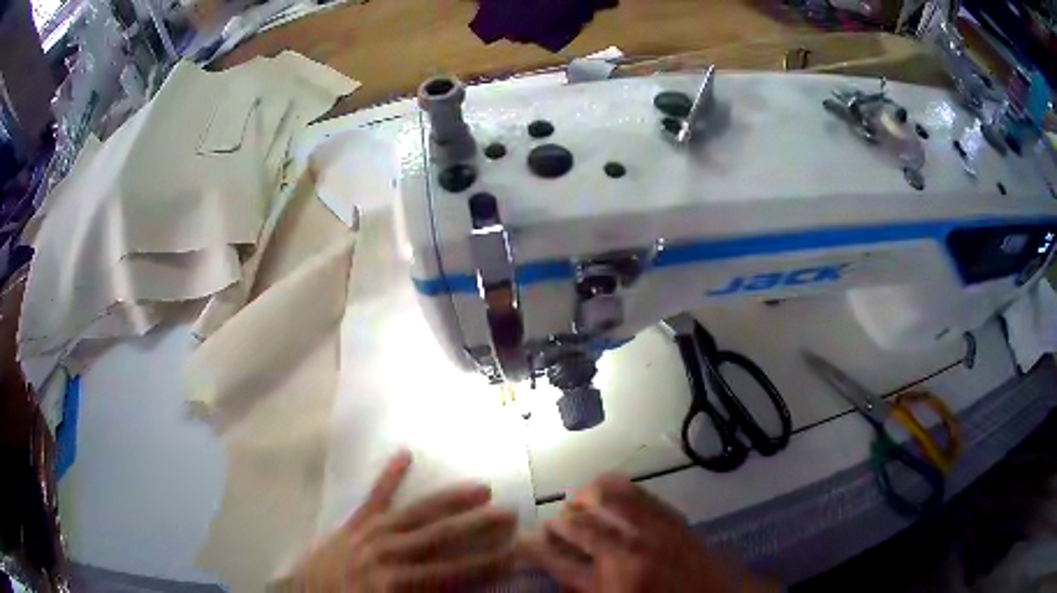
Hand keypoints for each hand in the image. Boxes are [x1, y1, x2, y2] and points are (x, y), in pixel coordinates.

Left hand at [290, 450, 518, 590]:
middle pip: (440, 537)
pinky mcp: (353, 523)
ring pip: (415, 514)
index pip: (454, 572)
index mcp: (398, 582)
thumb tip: (463, 592)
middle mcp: (387, 553)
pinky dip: (388, 475)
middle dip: (477, 526)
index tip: (516, 552)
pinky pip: (373, 497)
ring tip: (480, 488)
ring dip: (449, 501)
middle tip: (510, 514)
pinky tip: (405, 454)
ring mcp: (368, 534)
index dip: (488, 563)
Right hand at [522, 475, 777, 592]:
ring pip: (611, 498)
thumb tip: (563, 571)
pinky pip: (642, 494)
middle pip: (581, 526)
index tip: (521, 542)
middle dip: (559, 523)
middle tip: (551, 526)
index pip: (560, 563)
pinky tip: (611, 488)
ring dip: (587, 498)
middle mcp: (632, 552)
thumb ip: (587, 589)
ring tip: (578, 503)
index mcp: (614, 583)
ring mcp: (656, 531)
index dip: (535, 551)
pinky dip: (620, 488)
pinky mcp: (676, 520)